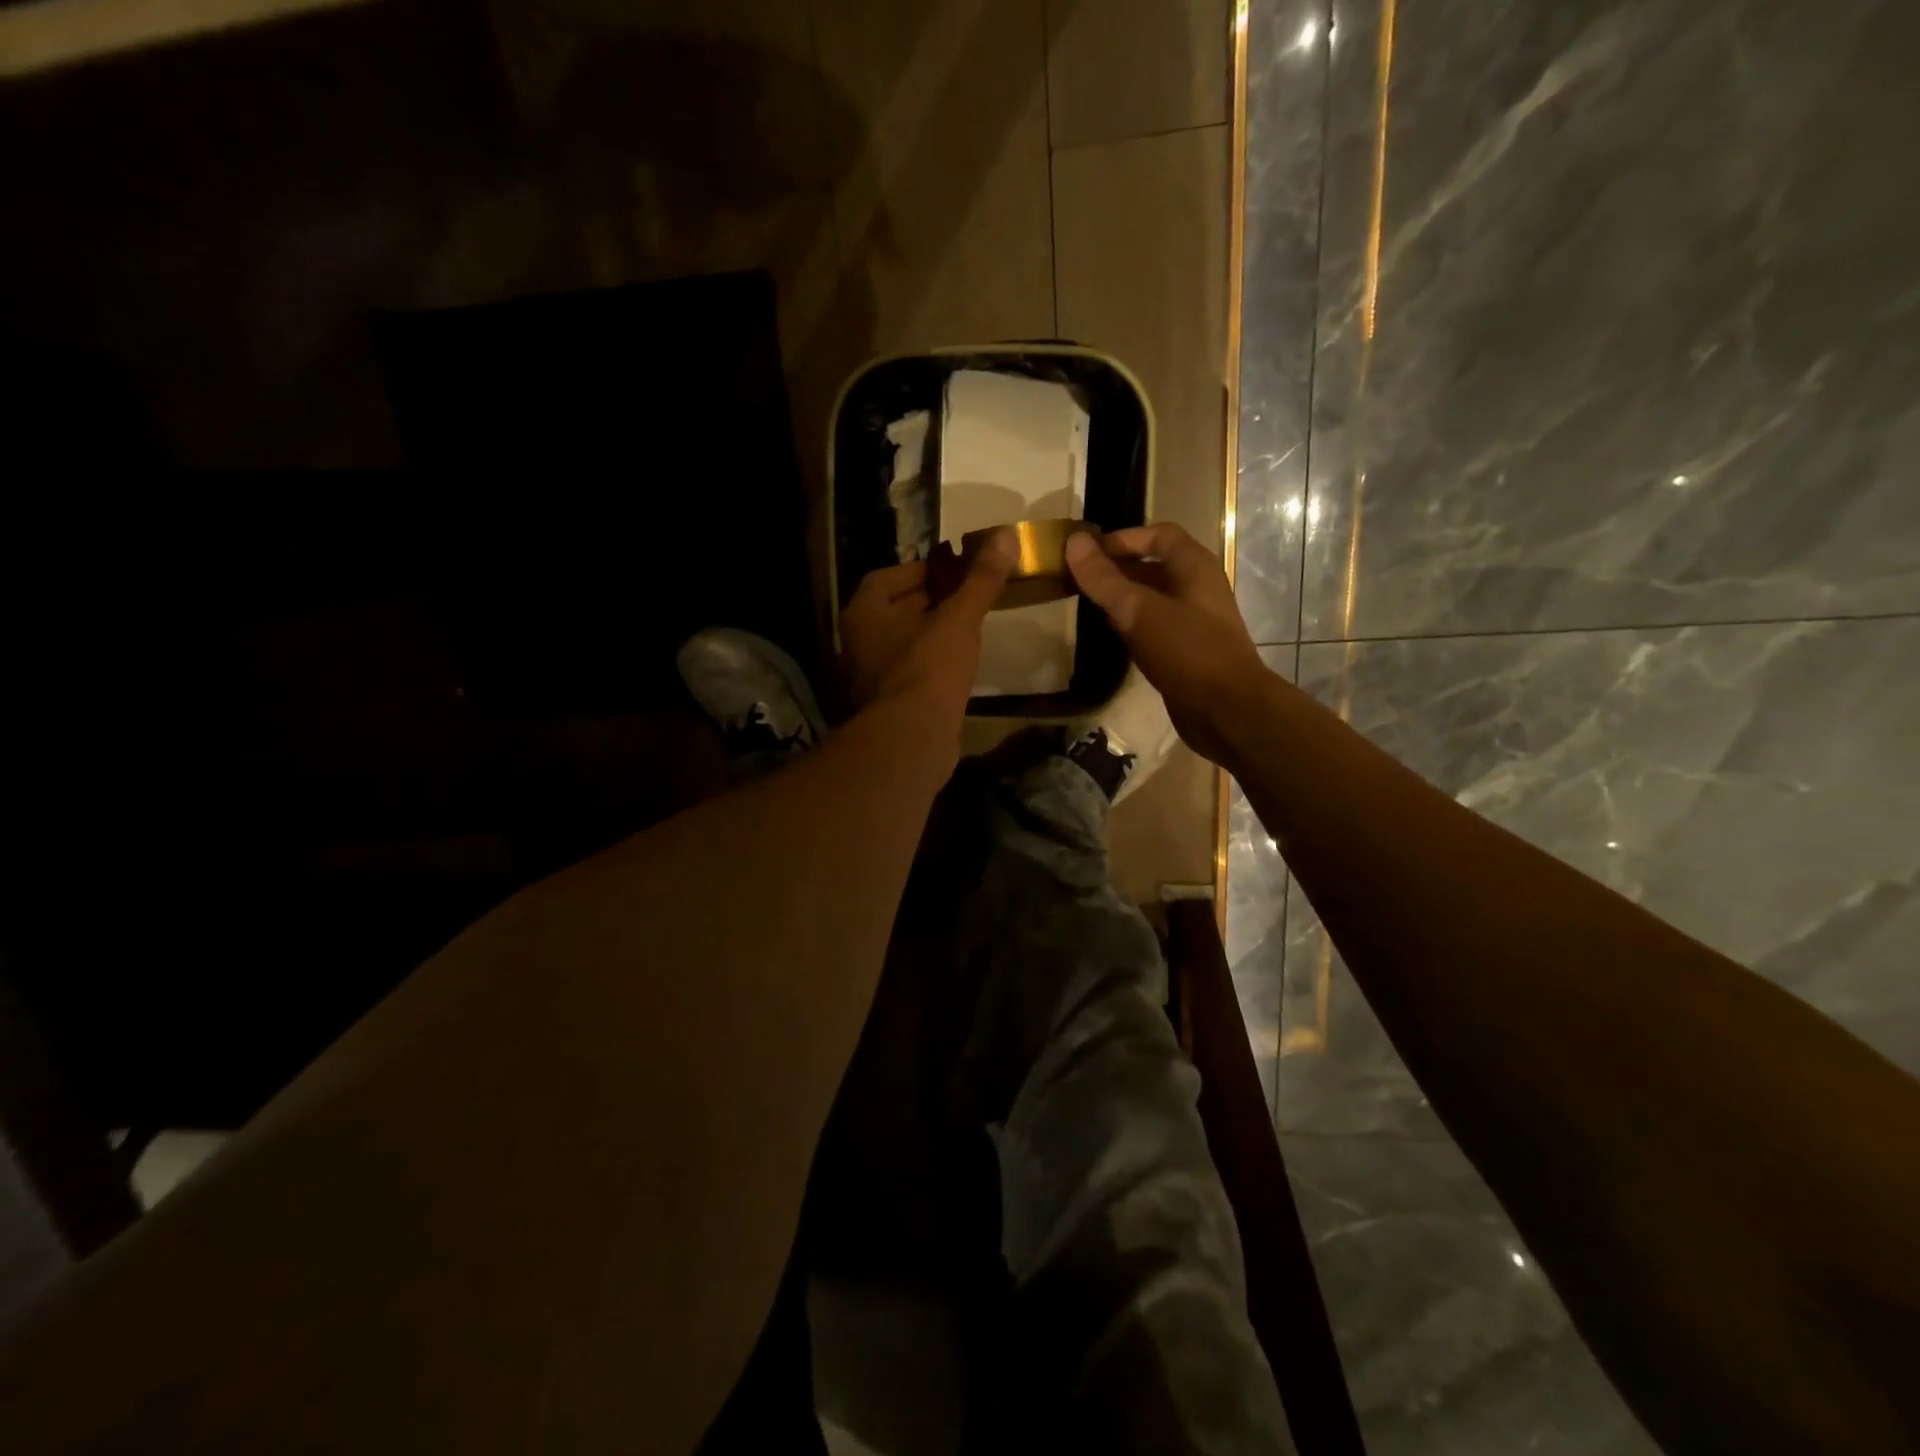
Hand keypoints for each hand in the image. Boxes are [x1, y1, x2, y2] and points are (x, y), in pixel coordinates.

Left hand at [840, 531, 1017, 718]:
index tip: (954, 569)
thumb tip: (1005, 535)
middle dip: (930, 600)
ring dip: (932, 632)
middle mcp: (858, 642)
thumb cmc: (929, 668)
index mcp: (863, 614)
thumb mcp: (958, 618)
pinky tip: (959, 664)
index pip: (887, 578)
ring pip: (904, 643)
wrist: (913, 739)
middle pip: (895, 610)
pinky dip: (932, 662)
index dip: (922, 569)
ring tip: (968, 625)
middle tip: (968, 593)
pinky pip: (911, 671)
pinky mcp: (888, 704)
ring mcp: (871, 677)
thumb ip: (980, 579)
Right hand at [1065, 523, 1265, 763]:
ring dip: (1122, 598)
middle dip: (1117, 568)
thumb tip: (1074, 541)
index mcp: (1195, 568)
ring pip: (1152, 599)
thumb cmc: (1188, 652)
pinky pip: (1154, 628)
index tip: (1088, 552)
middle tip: (1078, 578)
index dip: (1123, 538)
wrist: (1226, 712)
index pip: (1159, 535)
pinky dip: (1131, 625)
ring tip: (1086, 603)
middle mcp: (1197, 589)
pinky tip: (1109, 635)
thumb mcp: (1140, 611)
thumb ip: (1105, 579)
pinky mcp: (1186, 652)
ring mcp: (1193, 622)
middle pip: (1154, 566)